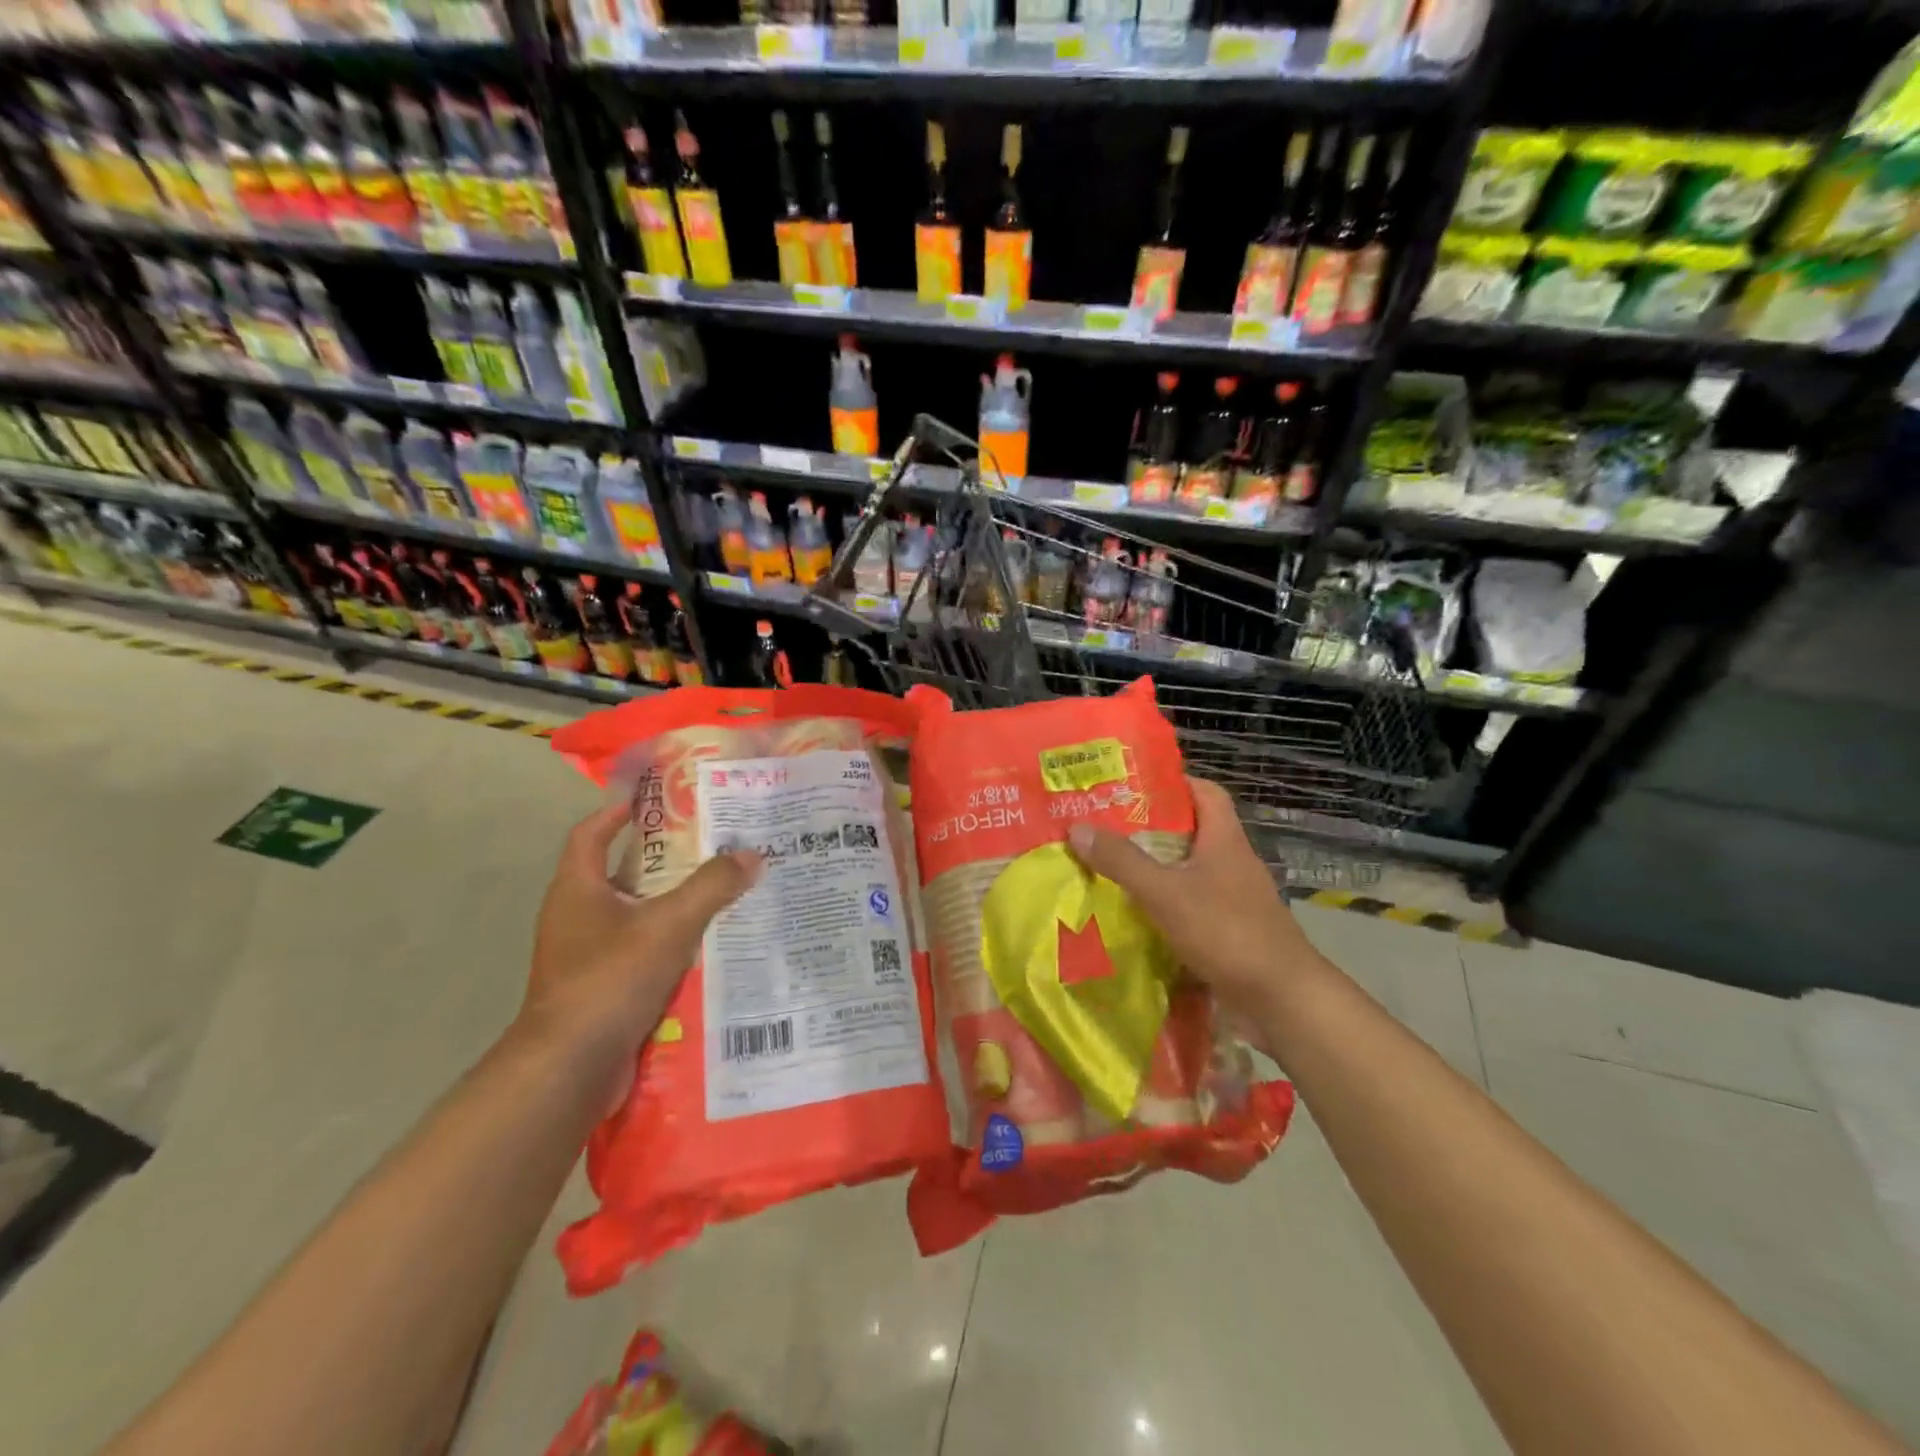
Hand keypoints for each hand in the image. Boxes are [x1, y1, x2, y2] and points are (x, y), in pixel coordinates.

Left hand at [519, 801, 761, 1068]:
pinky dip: (671, 944)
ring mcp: (587, 956)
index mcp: (578, 890)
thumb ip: (711, 887)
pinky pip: (641, 952)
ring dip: (672, 904)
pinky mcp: (602, 988)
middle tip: (711, 845)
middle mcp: (577, 917)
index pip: (590, 833)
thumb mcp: (668, 925)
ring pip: (636, 916)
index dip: (618, 811)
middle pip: (621, 873)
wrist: (569, 1069)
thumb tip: (752, 854)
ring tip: (721, 891)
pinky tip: (709, 946)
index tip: (655, 799)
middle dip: (664, 859)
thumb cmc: (609, 979)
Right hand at [1067, 777, 1328, 1029]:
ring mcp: (1234, 900)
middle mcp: (1232, 864)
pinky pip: (1191, 909)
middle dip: (1150, 830)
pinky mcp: (1230, 933)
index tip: (1133, 787)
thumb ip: (1122, 861)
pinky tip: (1133, 918)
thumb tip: (1078, 828)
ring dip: (1154, 872)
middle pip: (1191, 833)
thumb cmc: (1226, 932)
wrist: (1281, 999)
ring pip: (1188, 873)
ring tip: (1109, 871)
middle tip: (1105, 830)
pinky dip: (1164, 909)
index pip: (1205, 792)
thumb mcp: (1166, 892)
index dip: (1174, 783)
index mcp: (1224, 840)